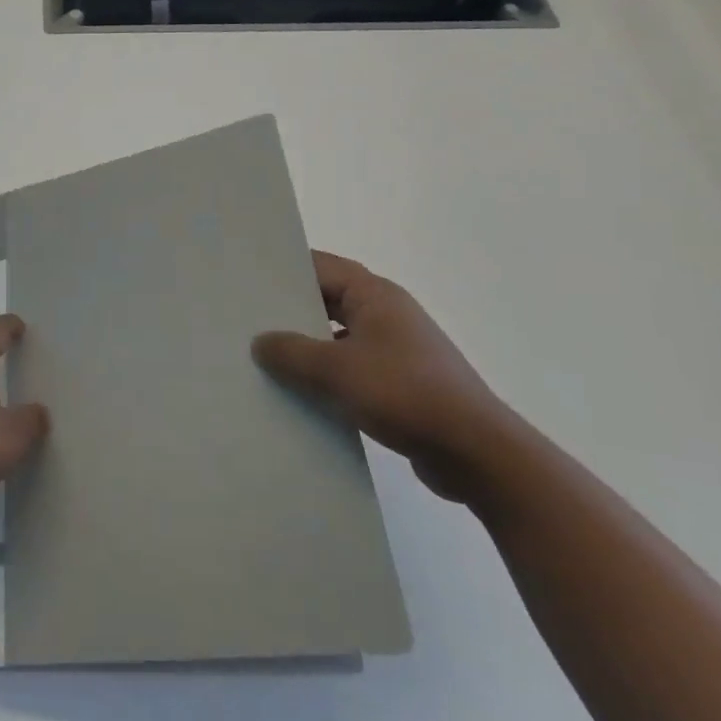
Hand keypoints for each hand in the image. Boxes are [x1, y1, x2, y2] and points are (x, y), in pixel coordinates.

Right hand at [253, 252, 518, 503]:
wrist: (475, 453)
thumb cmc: (405, 393)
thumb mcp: (336, 369)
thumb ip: (292, 352)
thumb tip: (260, 342)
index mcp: (376, 296)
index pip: (322, 267)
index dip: (285, 268)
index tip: (246, 276)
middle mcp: (387, 315)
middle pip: (327, 301)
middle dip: (289, 310)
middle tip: (244, 318)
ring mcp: (395, 350)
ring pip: (337, 338)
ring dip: (306, 347)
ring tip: (261, 357)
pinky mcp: (399, 384)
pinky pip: (350, 369)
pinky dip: (325, 376)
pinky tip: (296, 393)